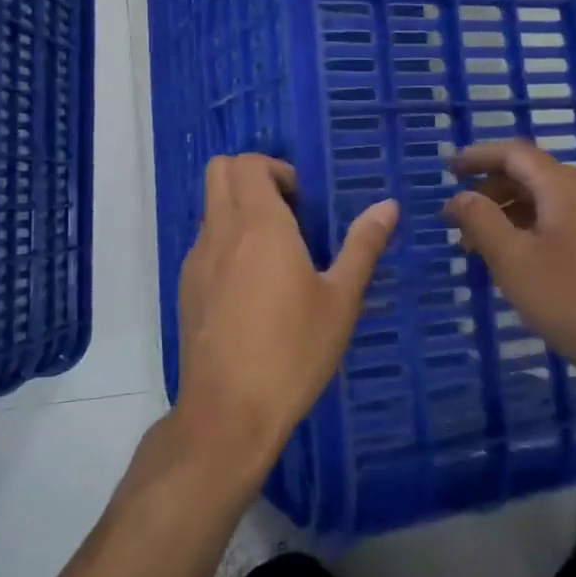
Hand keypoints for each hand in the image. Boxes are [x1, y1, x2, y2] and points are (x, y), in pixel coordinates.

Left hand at [174, 155, 397, 481]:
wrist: (228, 413)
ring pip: (211, 207)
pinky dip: (228, 241)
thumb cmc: (292, 351)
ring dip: (240, 209)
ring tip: (277, 254)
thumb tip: (388, 206)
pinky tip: (254, 288)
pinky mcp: (187, 288)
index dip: (277, 169)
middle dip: (254, 177)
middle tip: (290, 213)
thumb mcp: (340, 300)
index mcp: (258, 225)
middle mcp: (220, 231)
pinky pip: (206, 242)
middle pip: (221, 171)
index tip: (304, 202)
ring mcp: (197, 260)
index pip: (248, 163)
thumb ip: (363, 246)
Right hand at [442, 139, 575, 391]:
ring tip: (483, 248)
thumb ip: (482, 223)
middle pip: (532, 174)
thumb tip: (461, 197)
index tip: (447, 170)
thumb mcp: (516, 264)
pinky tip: (525, 262)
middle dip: (491, 191)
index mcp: (565, 186)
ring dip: (512, 214)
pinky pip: (568, 221)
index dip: (477, 157)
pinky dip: (536, 229)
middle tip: (458, 221)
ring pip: (550, 201)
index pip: (513, 153)